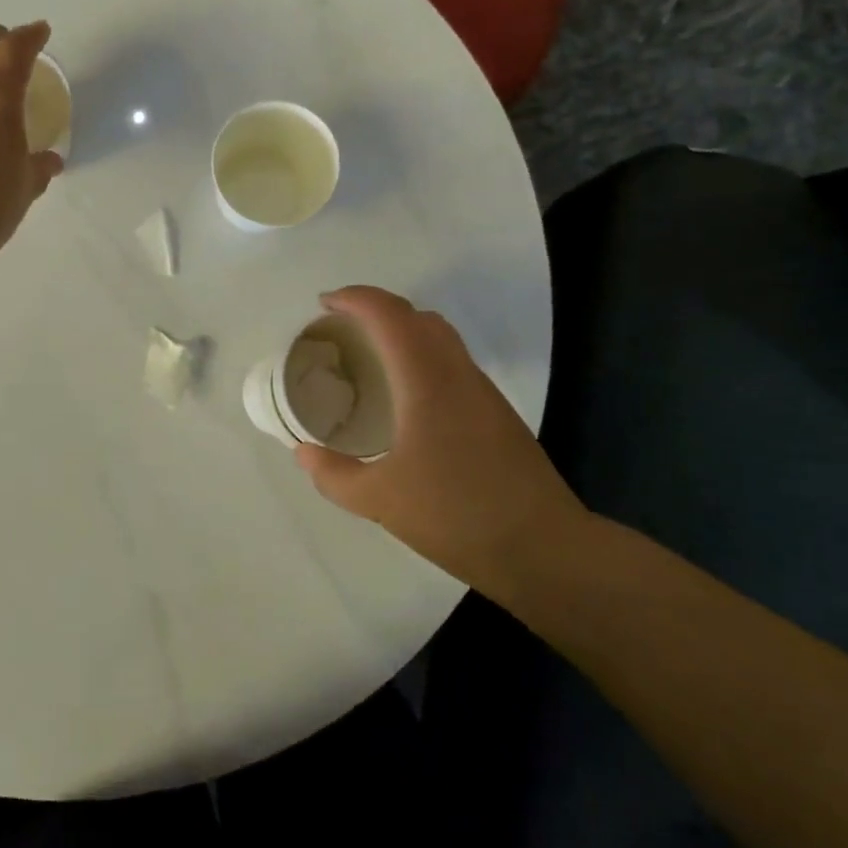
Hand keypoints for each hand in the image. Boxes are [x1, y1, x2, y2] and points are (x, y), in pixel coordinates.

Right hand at [294, 286, 590, 601]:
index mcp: (426, 380)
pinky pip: (451, 361)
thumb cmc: (455, 515)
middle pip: (416, 316)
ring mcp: (482, 391)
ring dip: (401, 331)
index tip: (323, 305)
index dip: (355, 298)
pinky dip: (420, 355)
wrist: (543, 548)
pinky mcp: (496, 411)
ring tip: (368, 355)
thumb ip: (333, 474)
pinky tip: (405, 393)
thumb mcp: (379, 500)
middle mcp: (457, 373)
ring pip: (440, 336)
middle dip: (375, 309)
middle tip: (341, 328)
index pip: (389, 315)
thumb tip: (303, 452)